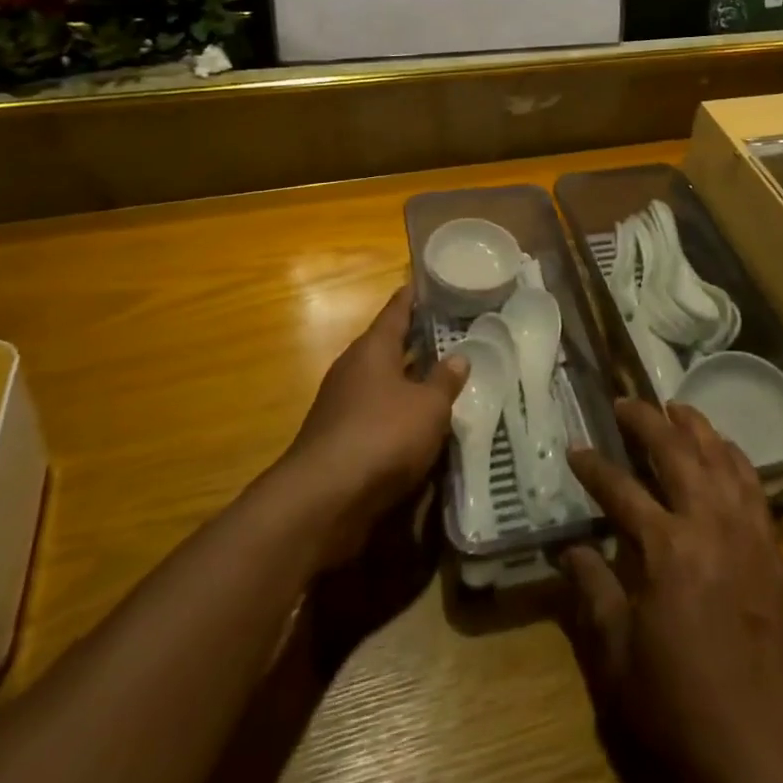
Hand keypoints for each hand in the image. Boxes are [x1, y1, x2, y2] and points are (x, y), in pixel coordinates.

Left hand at [279, 286, 466, 566]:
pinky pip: (378, 414)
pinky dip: (399, 413)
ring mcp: (343, 405)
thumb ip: (444, 381)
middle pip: (389, 345)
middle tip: (453, 331)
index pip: (396, 310)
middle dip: (418, 340)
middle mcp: (354, 369)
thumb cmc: (382, 436)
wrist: (324, 500)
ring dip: (410, 380)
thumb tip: (458, 357)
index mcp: (373, 348)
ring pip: (384, 382)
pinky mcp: (340, 439)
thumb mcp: (428, 406)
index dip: (414, 296)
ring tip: (444, 378)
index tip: (430, 281)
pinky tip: (422, 424)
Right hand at [562, 401, 782, 782]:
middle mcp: (709, 524)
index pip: (621, 489)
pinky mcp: (772, 547)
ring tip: (673, 407)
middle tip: (624, 402)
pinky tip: (722, 449)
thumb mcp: (619, 654)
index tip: (575, 448)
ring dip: (695, 427)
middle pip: (676, 452)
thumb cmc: (680, 702)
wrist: (763, 748)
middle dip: (646, 421)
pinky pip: (753, 484)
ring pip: (720, 457)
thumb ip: (593, 590)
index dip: (594, 466)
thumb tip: (568, 548)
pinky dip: (733, 456)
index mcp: (666, 549)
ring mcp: (747, 531)